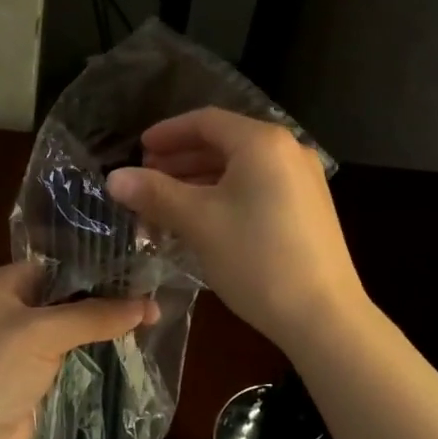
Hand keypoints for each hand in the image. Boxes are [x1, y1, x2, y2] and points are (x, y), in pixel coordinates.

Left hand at [0, 263, 156, 438]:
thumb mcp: (43, 332)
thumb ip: (95, 315)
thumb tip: (148, 305)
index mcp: (4, 285)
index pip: (60, 265)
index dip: (99, 266)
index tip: (141, 269)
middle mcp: (13, 312)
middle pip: (69, 299)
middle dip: (107, 300)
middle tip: (156, 298)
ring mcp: (22, 351)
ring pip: (73, 333)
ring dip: (104, 332)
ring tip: (154, 324)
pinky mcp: (33, 384)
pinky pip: (71, 363)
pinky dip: (96, 360)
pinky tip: (131, 356)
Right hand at [105, 108, 366, 348]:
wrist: (323, 316)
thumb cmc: (256, 258)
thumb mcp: (199, 222)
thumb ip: (155, 193)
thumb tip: (114, 178)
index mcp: (262, 142)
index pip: (206, 121)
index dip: (168, 133)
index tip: (138, 149)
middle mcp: (288, 150)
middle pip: (224, 142)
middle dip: (181, 158)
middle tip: (147, 178)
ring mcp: (303, 180)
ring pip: (240, 168)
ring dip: (200, 179)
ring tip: (166, 201)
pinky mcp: (309, 208)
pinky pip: (258, 187)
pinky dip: (225, 195)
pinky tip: (202, 219)